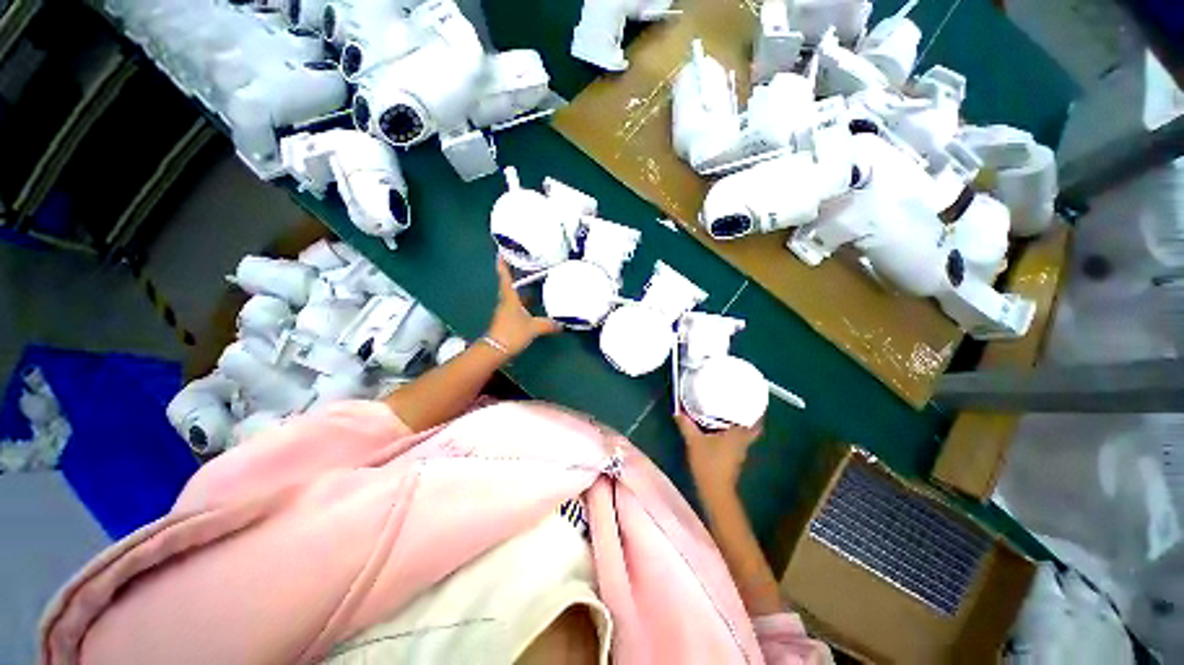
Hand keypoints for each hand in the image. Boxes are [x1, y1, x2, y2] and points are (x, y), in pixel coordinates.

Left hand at [486, 258, 561, 355]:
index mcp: (509, 298)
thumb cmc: (512, 333)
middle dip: (515, 274)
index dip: (502, 264)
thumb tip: (562, 324)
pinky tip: (533, 304)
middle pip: (510, 285)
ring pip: (514, 296)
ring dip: (521, 289)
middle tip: (525, 264)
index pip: (505, 277)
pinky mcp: (508, 321)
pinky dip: (524, 303)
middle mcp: (506, 302)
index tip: (500, 251)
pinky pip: (517, 307)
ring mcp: (506, 312)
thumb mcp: (534, 327)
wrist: (496, 350)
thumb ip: (548, 324)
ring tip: (533, 282)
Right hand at [675, 412, 762, 495]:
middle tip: (734, 407)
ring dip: (736, 428)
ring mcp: (739, 453)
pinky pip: (735, 443)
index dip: (755, 413)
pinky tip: (719, 433)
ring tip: (725, 416)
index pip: (755, 422)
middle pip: (749, 428)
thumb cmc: (708, 462)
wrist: (714, 490)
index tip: (750, 403)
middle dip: (744, 418)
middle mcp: (742, 443)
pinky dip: (730, 437)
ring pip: (742, 437)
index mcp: (738, 435)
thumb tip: (678, 411)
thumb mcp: (694, 441)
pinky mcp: (733, 461)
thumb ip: (686, 425)